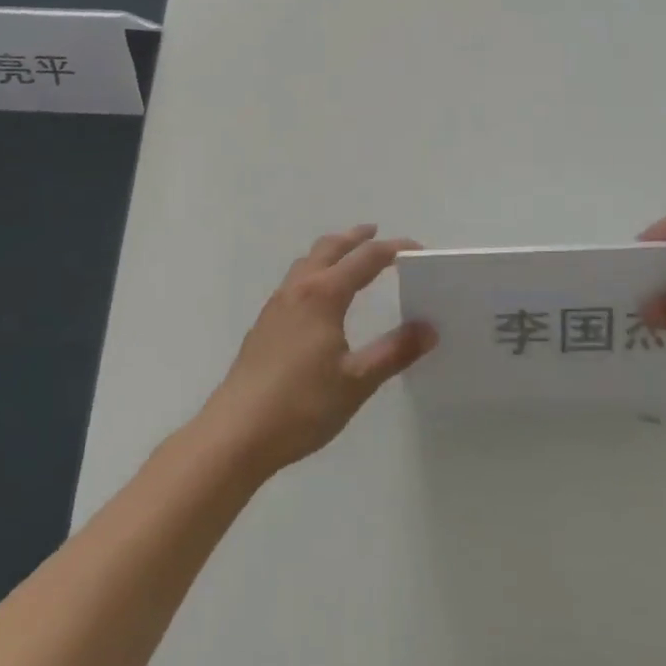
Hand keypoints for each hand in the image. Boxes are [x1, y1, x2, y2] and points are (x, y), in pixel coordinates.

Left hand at [199, 226, 436, 479]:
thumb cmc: (302, 405)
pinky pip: (295, 280)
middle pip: (330, 248)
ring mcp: (276, 305)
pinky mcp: (264, 324)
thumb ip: (394, 352)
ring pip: (307, 261)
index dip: (393, 249)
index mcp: (324, 294)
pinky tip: (318, 297)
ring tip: (347, 257)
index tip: (417, 249)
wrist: (236, 433)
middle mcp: (299, 289)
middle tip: (376, 232)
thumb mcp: (357, 382)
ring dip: (331, 251)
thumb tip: (428, 328)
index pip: (366, 258)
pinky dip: (315, 270)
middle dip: (355, 237)